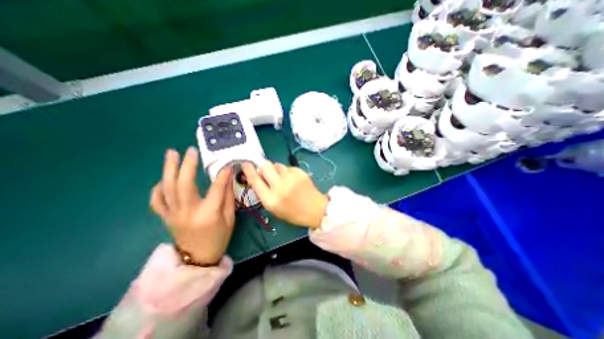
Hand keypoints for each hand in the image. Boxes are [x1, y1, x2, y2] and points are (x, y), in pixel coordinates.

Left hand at [151, 147, 235, 264]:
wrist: (198, 259)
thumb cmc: (219, 238)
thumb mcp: (230, 218)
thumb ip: (228, 197)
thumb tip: (227, 177)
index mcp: (208, 214)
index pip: (216, 188)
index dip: (222, 174)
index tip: (227, 163)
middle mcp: (187, 212)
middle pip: (184, 184)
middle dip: (187, 165)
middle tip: (191, 150)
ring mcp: (173, 214)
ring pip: (167, 188)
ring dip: (169, 169)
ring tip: (172, 153)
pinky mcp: (165, 217)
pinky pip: (156, 201)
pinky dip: (158, 188)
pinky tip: (164, 179)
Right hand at [241, 161, 327, 229]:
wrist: (315, 210)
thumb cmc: (293, 213)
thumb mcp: (273, 208)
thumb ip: (264, 193)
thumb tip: (258, 177)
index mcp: (270, 199)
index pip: (255, 180)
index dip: (248, 170)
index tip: (245, 163)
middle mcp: (279, 186)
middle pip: (265, 166)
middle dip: (263, 166)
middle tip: (267, 171)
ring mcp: (290, 178)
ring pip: (277, 165)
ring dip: (277, 169)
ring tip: (283, 178)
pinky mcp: (299, 172)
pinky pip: (288, 167)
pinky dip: (287, 172)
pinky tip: (293, 179)